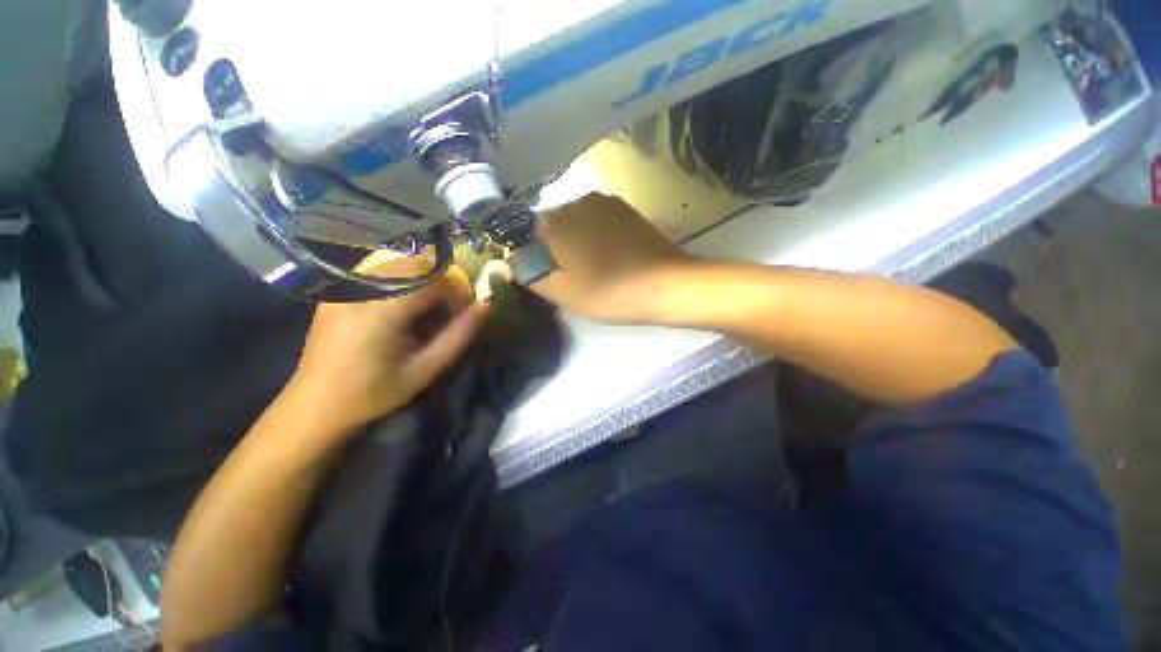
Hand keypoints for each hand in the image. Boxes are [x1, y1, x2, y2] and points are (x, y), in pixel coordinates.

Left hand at [289, 255, 488, 430]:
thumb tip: (485, 306)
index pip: (430, 278)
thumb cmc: (375, 392)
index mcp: (379, 311)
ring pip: (397, 261)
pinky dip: (402, 280)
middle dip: (441, 283)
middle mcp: (358, 289)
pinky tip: (401, 306)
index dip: (455, 291)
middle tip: (445, 312)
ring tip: (424, 309)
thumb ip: (458, 336)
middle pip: (415, 263)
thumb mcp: (425, 370)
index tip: (461, 313)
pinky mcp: (337, 289)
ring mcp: (344, 286)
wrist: (316, 404)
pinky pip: (378, 268)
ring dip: (423, 280)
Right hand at [530, 193, 690, 322]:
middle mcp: (574, 202)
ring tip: (590, 267)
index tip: (541, 276)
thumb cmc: (609, 292)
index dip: (528, 256)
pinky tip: (607, 255)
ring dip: (572, 240)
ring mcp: (602, 201)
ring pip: (571, 220)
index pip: (522, 233)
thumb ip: (527, 273)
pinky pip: (593, 218)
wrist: (666, 283)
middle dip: (549, 248)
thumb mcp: (562, 291)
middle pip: (547, 225)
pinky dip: (591, 234)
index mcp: (554, 222)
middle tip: (567, 276)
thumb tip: (501, 261)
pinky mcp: (623, 208)